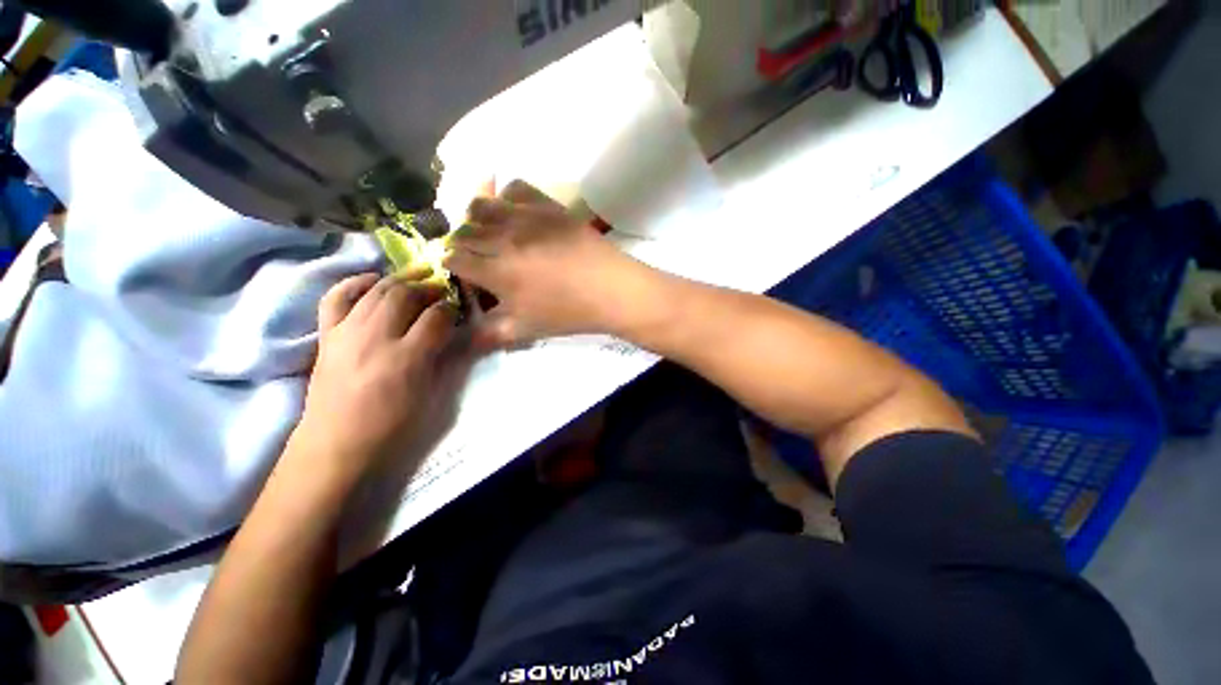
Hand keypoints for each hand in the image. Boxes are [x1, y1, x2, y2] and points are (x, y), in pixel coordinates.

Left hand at [290, 271, 463, 484]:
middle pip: (404, 295)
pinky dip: (354, 283)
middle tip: (441, 289)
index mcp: (406, 358)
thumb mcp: (431, 396)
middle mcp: (375, 338)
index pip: (435, 318)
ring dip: (400, 281)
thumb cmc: (392, 426)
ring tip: (417, 278)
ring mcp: (346, 333)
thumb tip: (455, 335)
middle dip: (428, 287)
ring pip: (376, 291)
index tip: (458, 308)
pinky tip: (372, 280)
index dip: (450, 308)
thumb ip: (444, 360)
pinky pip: (336, 298)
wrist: (337, 444)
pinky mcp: (327, 336)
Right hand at [444, 180, 645, 348]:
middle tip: (476, 255)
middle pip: (463, 231)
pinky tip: (517, 213)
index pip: (453, 259)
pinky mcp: (548, 205)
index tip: (461, 272)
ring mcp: (526, 217)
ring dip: (476, 218)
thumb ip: (489, 335)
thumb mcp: (526, 330)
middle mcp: (503, 239)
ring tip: (491, 231)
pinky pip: (515, 187)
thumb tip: (462, 340)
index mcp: (496, 272)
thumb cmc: (569, 313)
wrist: (611, 289)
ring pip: (481, 205)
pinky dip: (507, 198)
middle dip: (461, 243)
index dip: (451, 265)